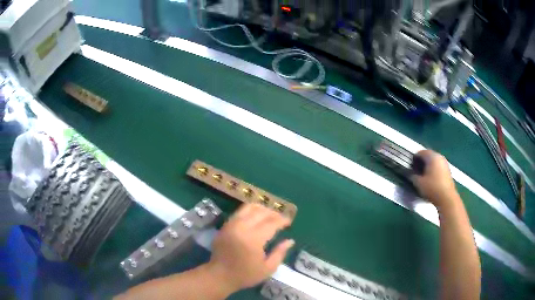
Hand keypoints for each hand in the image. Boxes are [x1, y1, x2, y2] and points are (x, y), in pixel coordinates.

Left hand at [206, 204, 293, 293]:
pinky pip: (239, 212)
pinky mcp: (225, 226)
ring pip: (248, 208)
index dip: (282, 220)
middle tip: (281, 219)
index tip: (289, 222)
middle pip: (261, 212)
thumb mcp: (267, 269)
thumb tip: (290, 240)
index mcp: (254, 239)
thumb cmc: (245, 275)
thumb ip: (280, 253)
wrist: (220, 275)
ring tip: (269, 215)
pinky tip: (255, 217)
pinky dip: (250, 211)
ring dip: (261, 209)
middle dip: (273, 213)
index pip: (271, 223)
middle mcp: (242, 228)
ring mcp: (231, 225)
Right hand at [411, 150, 457, 207]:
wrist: (446, 198)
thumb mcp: (419, 183)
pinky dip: (434, 170)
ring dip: (428, 166)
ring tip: (423, 175)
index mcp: (432, 156)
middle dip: (422, 161)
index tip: (410, 165)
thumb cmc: (432, 188)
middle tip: (416, 170)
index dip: (414, 158)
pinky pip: (438, 167)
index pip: (421, 152)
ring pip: (434, 161)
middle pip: (428, 155)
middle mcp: (439, 157)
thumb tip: (411, 174)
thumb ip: (413, 176)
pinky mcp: (448, 171)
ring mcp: (445, 163)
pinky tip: (431, 179)